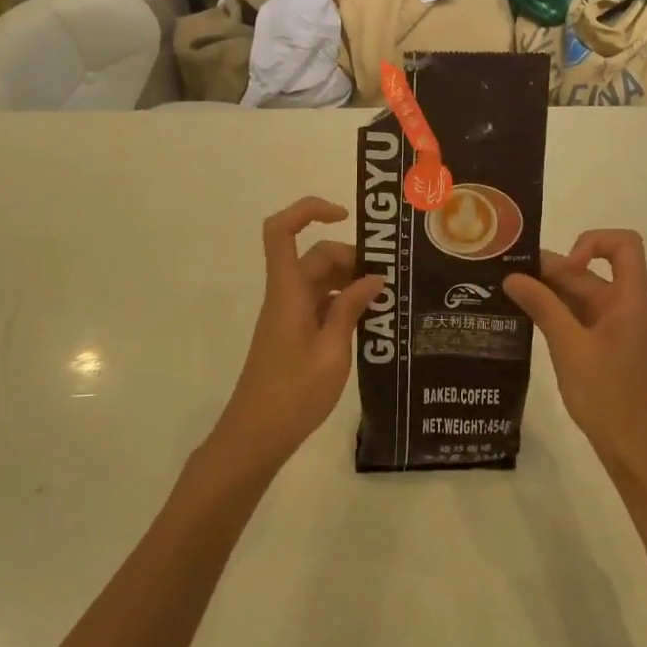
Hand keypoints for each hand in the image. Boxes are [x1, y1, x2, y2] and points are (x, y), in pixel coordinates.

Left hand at [210, 197, 385, 473]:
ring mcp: (288, 314)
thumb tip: (373, 278)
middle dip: (352, 258)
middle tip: (390, 280)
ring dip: (351, 282)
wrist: (256, 436)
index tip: (345, 216)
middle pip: (315, 256)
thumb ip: (351, 309)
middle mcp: (286, 295)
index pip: (281, 231)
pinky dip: (344, 304)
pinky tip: (371, 321)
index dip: (308, 211)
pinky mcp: (294, 333)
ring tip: (388, 300)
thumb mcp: (332, 351)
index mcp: (288, 292)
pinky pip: (320, 303)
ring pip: (320, 280)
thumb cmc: (293, 394)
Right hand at [505, 231, 646, 479]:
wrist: (637, 453)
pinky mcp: (599, 349)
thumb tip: (512, 276)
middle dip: (550, 270)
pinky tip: (520, 320)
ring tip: (503, 294)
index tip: (562, 267)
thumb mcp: (571, 349)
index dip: (592, 242)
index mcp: (627, 300)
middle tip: (504, 275)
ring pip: (577, 295)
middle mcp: (621, 307)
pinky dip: (549, 314)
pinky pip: (573, 318)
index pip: (624, 245)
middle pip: (588, 271)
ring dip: (545, 292)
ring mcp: (610, 329)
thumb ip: (543, 308)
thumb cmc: (610, 397)